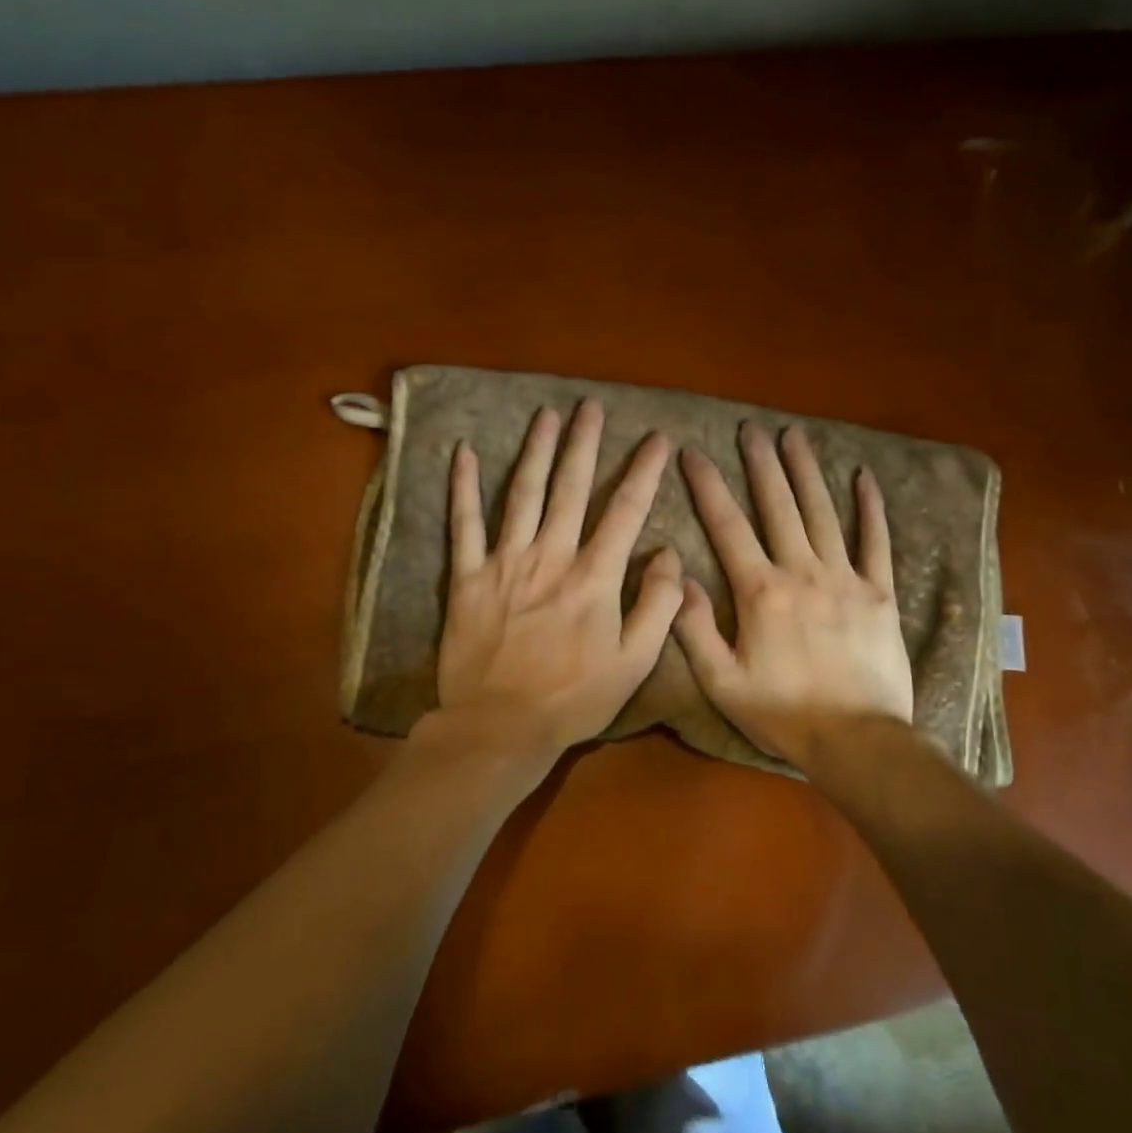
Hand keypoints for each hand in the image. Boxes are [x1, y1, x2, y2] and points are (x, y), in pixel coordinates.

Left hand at [436, 400, 682, 757]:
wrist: (499, 726)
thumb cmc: (573, 698)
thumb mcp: (634, 662)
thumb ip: (658, 605)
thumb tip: (670, 553)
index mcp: (593, 577)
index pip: (626, 511)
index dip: (644, 471)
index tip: (657, 438)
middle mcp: (550, 556)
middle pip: (570, 487)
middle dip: (584, 443)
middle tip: (591, 406)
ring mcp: (504, 562)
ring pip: (522, 493)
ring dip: (535, 451)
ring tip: (546, 415)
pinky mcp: (466, 576)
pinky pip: (463, 523)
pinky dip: (461, 486)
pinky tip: (461, 452)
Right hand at [674, 423, 912, 766]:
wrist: (856, 740)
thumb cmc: (783, 713)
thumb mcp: (722, 680)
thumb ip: (694, 627)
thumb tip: (678, 576)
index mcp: (760, 591)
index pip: (727, 526)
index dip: (707, 486)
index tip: (693, 453)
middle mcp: (801, 572)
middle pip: (778, 506)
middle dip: (761, 464)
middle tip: (751, 428)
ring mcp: (845, 578)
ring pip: (822, 512)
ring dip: (806, 471)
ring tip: (795, 435)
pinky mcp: (879, 592)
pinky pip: (875, 541)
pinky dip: (870, 508)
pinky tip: (863, 477)